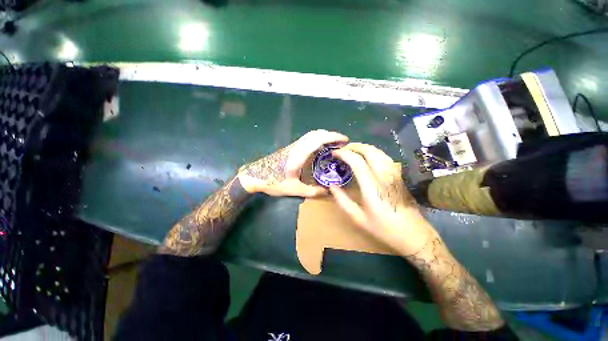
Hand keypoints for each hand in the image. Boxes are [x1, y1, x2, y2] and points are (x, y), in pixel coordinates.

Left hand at [238, 130, 348, 196]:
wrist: (255, 176)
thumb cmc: (273, 182)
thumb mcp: (293, 189)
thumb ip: (311, 191)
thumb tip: (327, 192)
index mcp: (299, 155)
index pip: (319, 140)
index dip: (333, 137)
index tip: (344, 140)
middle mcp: (297, 147)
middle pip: (316, 134)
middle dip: (331, 135)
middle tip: (341, 142)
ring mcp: (293, 146)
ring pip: (311, 135)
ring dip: (324, 135)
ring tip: (333, 144)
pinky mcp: (290, 148)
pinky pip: (307, 139)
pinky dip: (317, 139)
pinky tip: (320, 148)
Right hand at [330, 143, 436, 255]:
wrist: (414, 234)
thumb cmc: (384, 228)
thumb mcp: (358, 218)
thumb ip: (342, 200)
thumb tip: (331, 186)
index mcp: (372, 188)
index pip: (357, 162)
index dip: (344, 154)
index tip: (334, 153)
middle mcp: (384, 176)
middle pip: (369, 151)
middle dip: (353, 146)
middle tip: (341, 150)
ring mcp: (394, 174)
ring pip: (378, 151)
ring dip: (363, 147)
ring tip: (351, 151)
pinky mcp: (399, 175)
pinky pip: (384, 156)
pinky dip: (372, 152)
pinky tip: (366, 157)